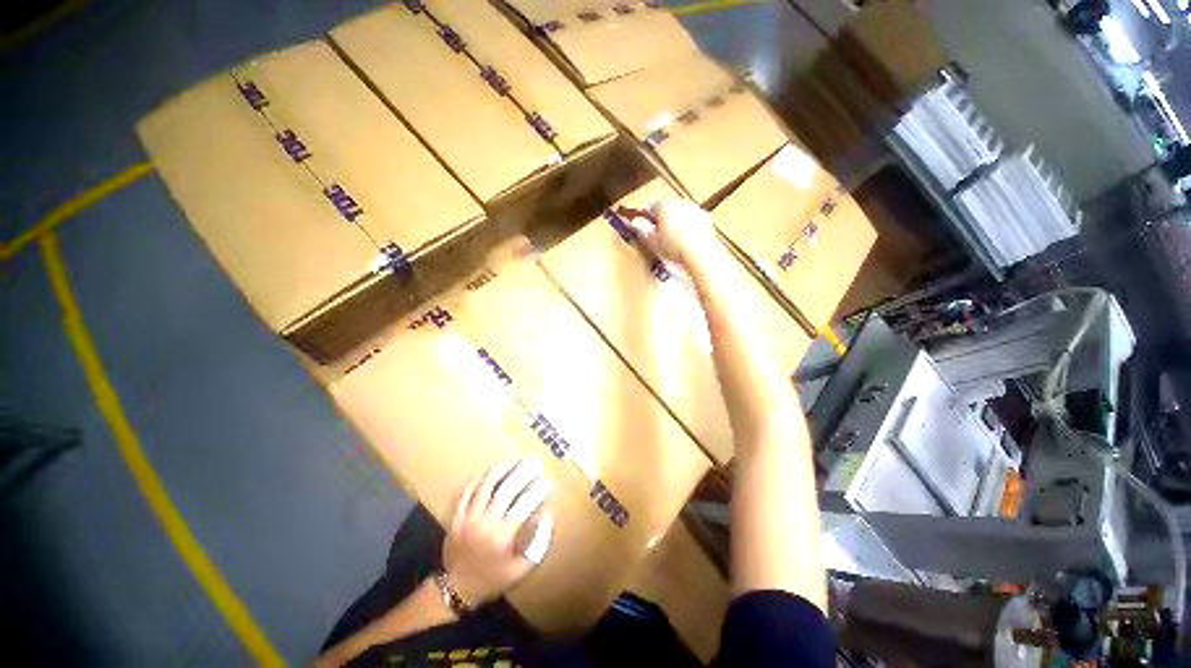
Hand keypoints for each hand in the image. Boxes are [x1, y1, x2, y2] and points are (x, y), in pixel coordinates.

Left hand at [442, 459, 554, 607]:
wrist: (456, 590)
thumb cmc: (493, 579)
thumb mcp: (521, 569)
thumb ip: (537, 544)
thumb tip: (547, 516)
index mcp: (502, 538)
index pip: (525, 505)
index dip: (539, 491)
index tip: (549, 483)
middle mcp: (484, 524)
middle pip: (506, 489)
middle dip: (523, 473)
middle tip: (535, 463)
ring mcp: (468, 518)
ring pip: (486, 484)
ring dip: (503, 469)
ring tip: (516, 461)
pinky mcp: (456, 516)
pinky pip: (468, 490)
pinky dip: (480, 477)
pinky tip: (492, 470)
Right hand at [629, 199, 719, 272]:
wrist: (699, 252)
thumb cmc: (673, 247)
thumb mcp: (653, 243)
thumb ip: (644, 232)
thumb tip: (636, 225)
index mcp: (664, 206)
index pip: (651, 207)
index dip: (648, 217)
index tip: (647, 228)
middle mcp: (679, 202)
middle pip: (668, 208)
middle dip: (664, 218)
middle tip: (661, 235)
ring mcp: (694, 208)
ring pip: (681, 213)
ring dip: (677, 222)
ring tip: (675, 239)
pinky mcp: (706, 217)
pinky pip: (693, 220)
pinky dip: (690, 227)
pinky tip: (688, 241)